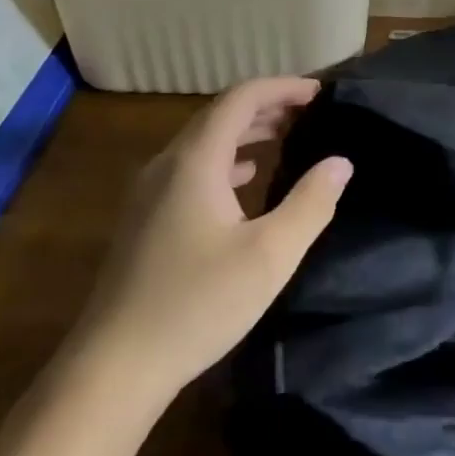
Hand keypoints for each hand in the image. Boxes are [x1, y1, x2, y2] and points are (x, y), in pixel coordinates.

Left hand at [85, 78, 351, 393]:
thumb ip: (310, 204)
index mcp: (194, 161)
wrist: (114, 367)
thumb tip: (340, 162)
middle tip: (311, 114)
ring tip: (287, 137)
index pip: (241, 98)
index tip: (320, 94)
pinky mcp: (145, 219)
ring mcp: (149, 192)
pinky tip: (247, 180)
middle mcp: (167, 165)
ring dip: (246, 132)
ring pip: (204, 143)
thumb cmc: (196, 305)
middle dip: (267, 106)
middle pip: (220, 115)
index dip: (283, 88)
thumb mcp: (269, 256)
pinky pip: (192, 168)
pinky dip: (226, 160)